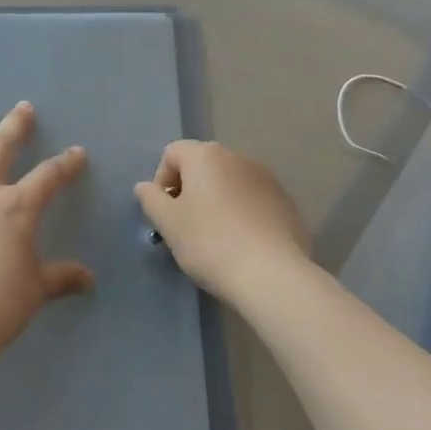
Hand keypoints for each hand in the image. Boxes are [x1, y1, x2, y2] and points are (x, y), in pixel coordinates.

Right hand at [134, 140, 309, 303]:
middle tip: (186, 224)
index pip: (172, 153)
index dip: (161, 180)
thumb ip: (151, 199)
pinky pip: (253, 198)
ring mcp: (266, 177)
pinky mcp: (286, 201)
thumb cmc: (210, 243)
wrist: (272, 275)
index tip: (165, 212)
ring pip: (229, 181)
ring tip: (216, 235)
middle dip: (190, 189)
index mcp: (205, 155)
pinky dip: (242, 212)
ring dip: (217, 199)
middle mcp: (237, 157)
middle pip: (202, 164)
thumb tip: (144, 187)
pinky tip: (243, 242)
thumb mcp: (168, 223)